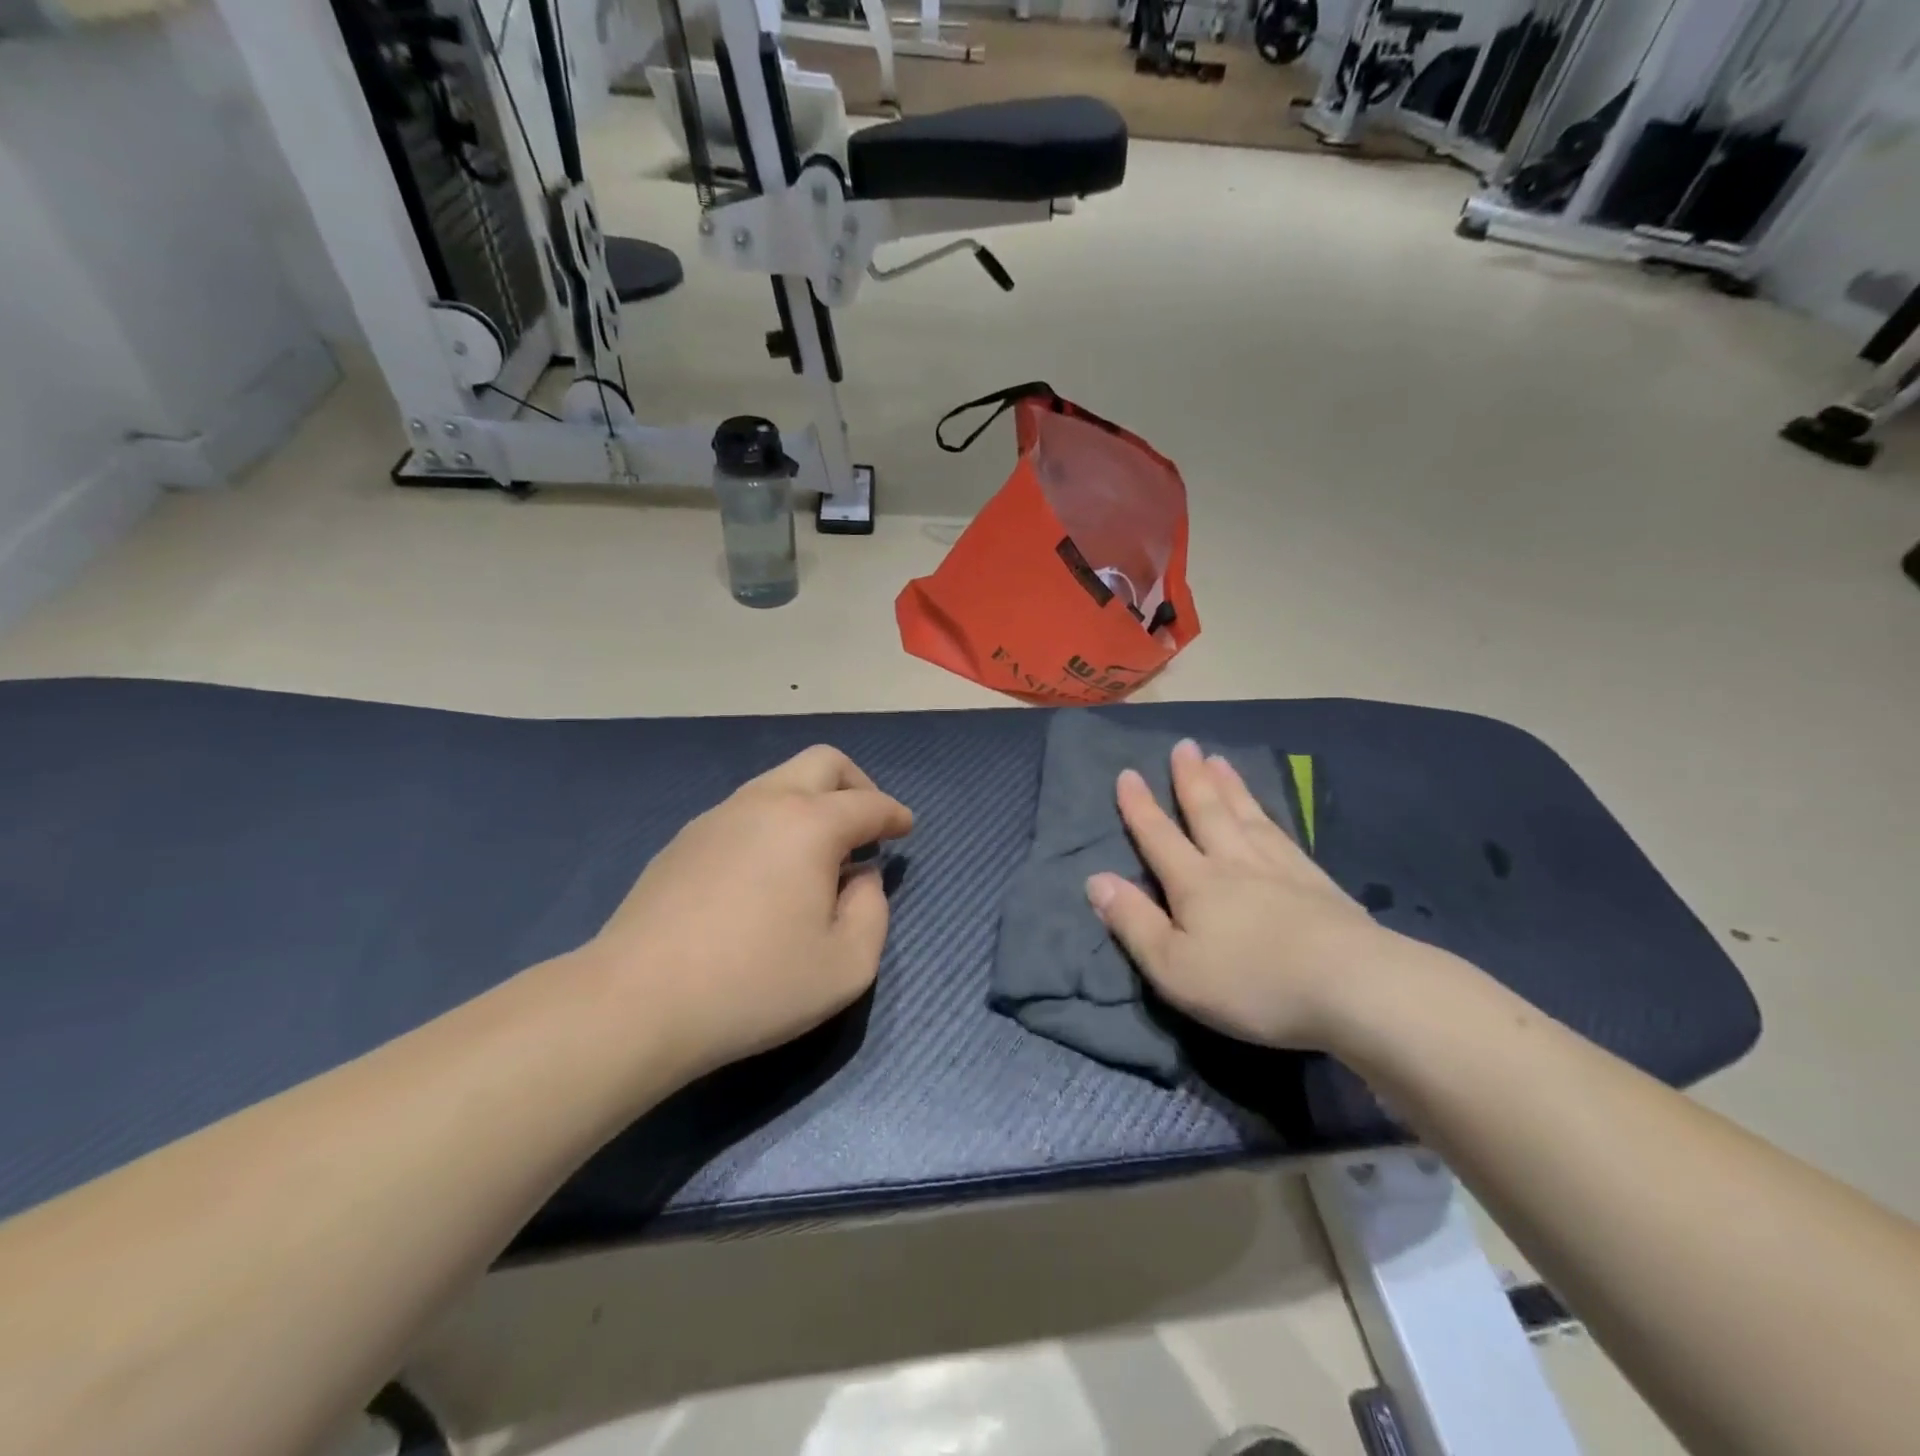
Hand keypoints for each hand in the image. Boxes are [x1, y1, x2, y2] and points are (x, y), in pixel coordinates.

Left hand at [587, 745, 912, 1081]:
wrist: (636, 1002)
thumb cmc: (754, 985)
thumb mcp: (846, 966)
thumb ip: (873, 912)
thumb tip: (862, 878)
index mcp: (809, 824)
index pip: (869, 804)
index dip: (895, 814)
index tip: (906, 828)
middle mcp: (764, 803)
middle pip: (823, 762)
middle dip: (857, 784)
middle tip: (868, 825)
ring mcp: (717, 817)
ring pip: (779, 781)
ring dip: (812, 802)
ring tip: (820, 854)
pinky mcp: (683, 841)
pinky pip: (745, 810)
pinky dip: (775, 822)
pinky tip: (769, 871)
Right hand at [1085, 739, 1393, 1050]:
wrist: (1353, 987)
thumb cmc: (1251, 983)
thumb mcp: (1173, 967)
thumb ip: (1133, 922)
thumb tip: (1095, 880)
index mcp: (1196, 884)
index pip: (1159, 837)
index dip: (1140, 807)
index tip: (1127, 774)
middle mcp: (1235, 864)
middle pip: (1208, 813)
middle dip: (1190, 780)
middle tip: (1184, 746)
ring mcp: (1282, 870)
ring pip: (1248, 817)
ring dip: (1230, 787)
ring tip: (1219, 760)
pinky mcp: (1319, 885)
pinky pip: (1285, 836)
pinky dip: (1270, 816)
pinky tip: (1270, 813)